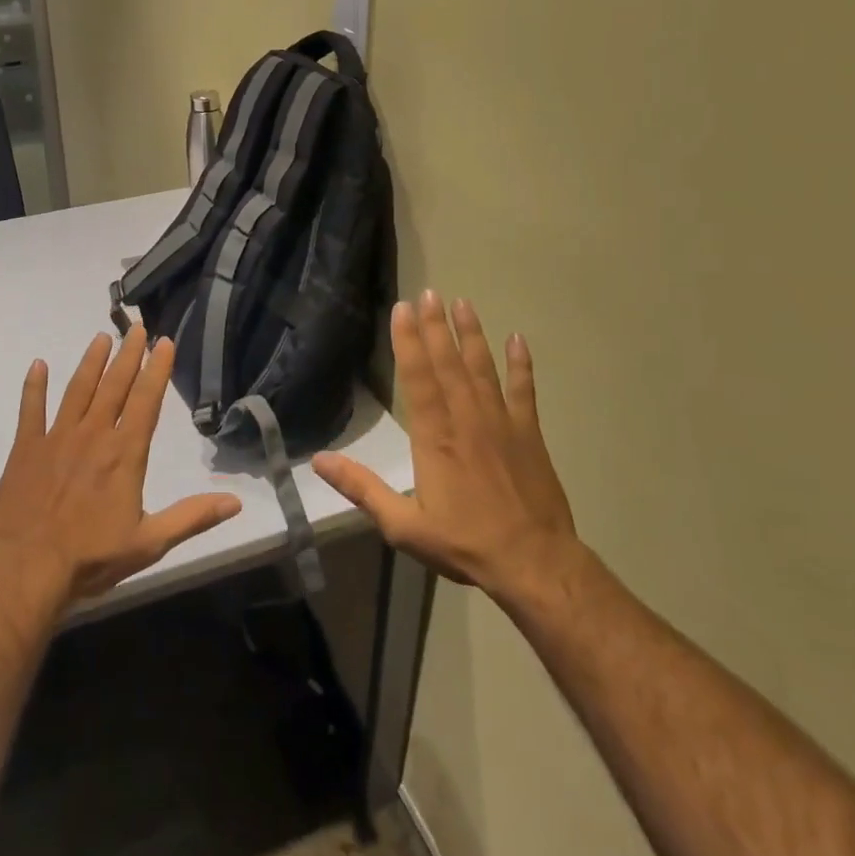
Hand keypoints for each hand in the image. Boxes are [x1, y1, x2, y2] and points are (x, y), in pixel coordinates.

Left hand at [0, 326, 242, 603]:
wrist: (26, 569)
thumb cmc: (90, 557)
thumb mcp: (150, 543)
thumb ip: (192, 517)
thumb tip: (236, 503)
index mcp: (124, 453)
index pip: (146, 401)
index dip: (157, 370)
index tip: (164, 342)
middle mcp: (93, 435)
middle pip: (114, 386)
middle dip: (128, 355)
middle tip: (137, 327)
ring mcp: (56, 438)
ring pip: (77, 390)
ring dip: (91, 362)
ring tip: (101, 337)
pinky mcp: (25, 449)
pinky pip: (30, 410)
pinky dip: (34, 386)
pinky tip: (38, 365)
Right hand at [313, 290, 579, 611]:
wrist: (535, 563)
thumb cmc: (465, 543)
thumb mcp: (403, 525)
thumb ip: (362, 488)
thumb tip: (319, 461)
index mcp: (435, 438)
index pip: (418, 379)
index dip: (408, 342)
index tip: (403, 310)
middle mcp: (467, 419)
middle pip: (449, 363)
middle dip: (436, 326)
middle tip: (429, 292)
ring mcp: (502, 423)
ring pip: (483, 368)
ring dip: (472, 334)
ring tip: (463, 303)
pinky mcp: (529, 434)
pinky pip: (523, 390)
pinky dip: (520, 364)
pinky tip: (517, 339)